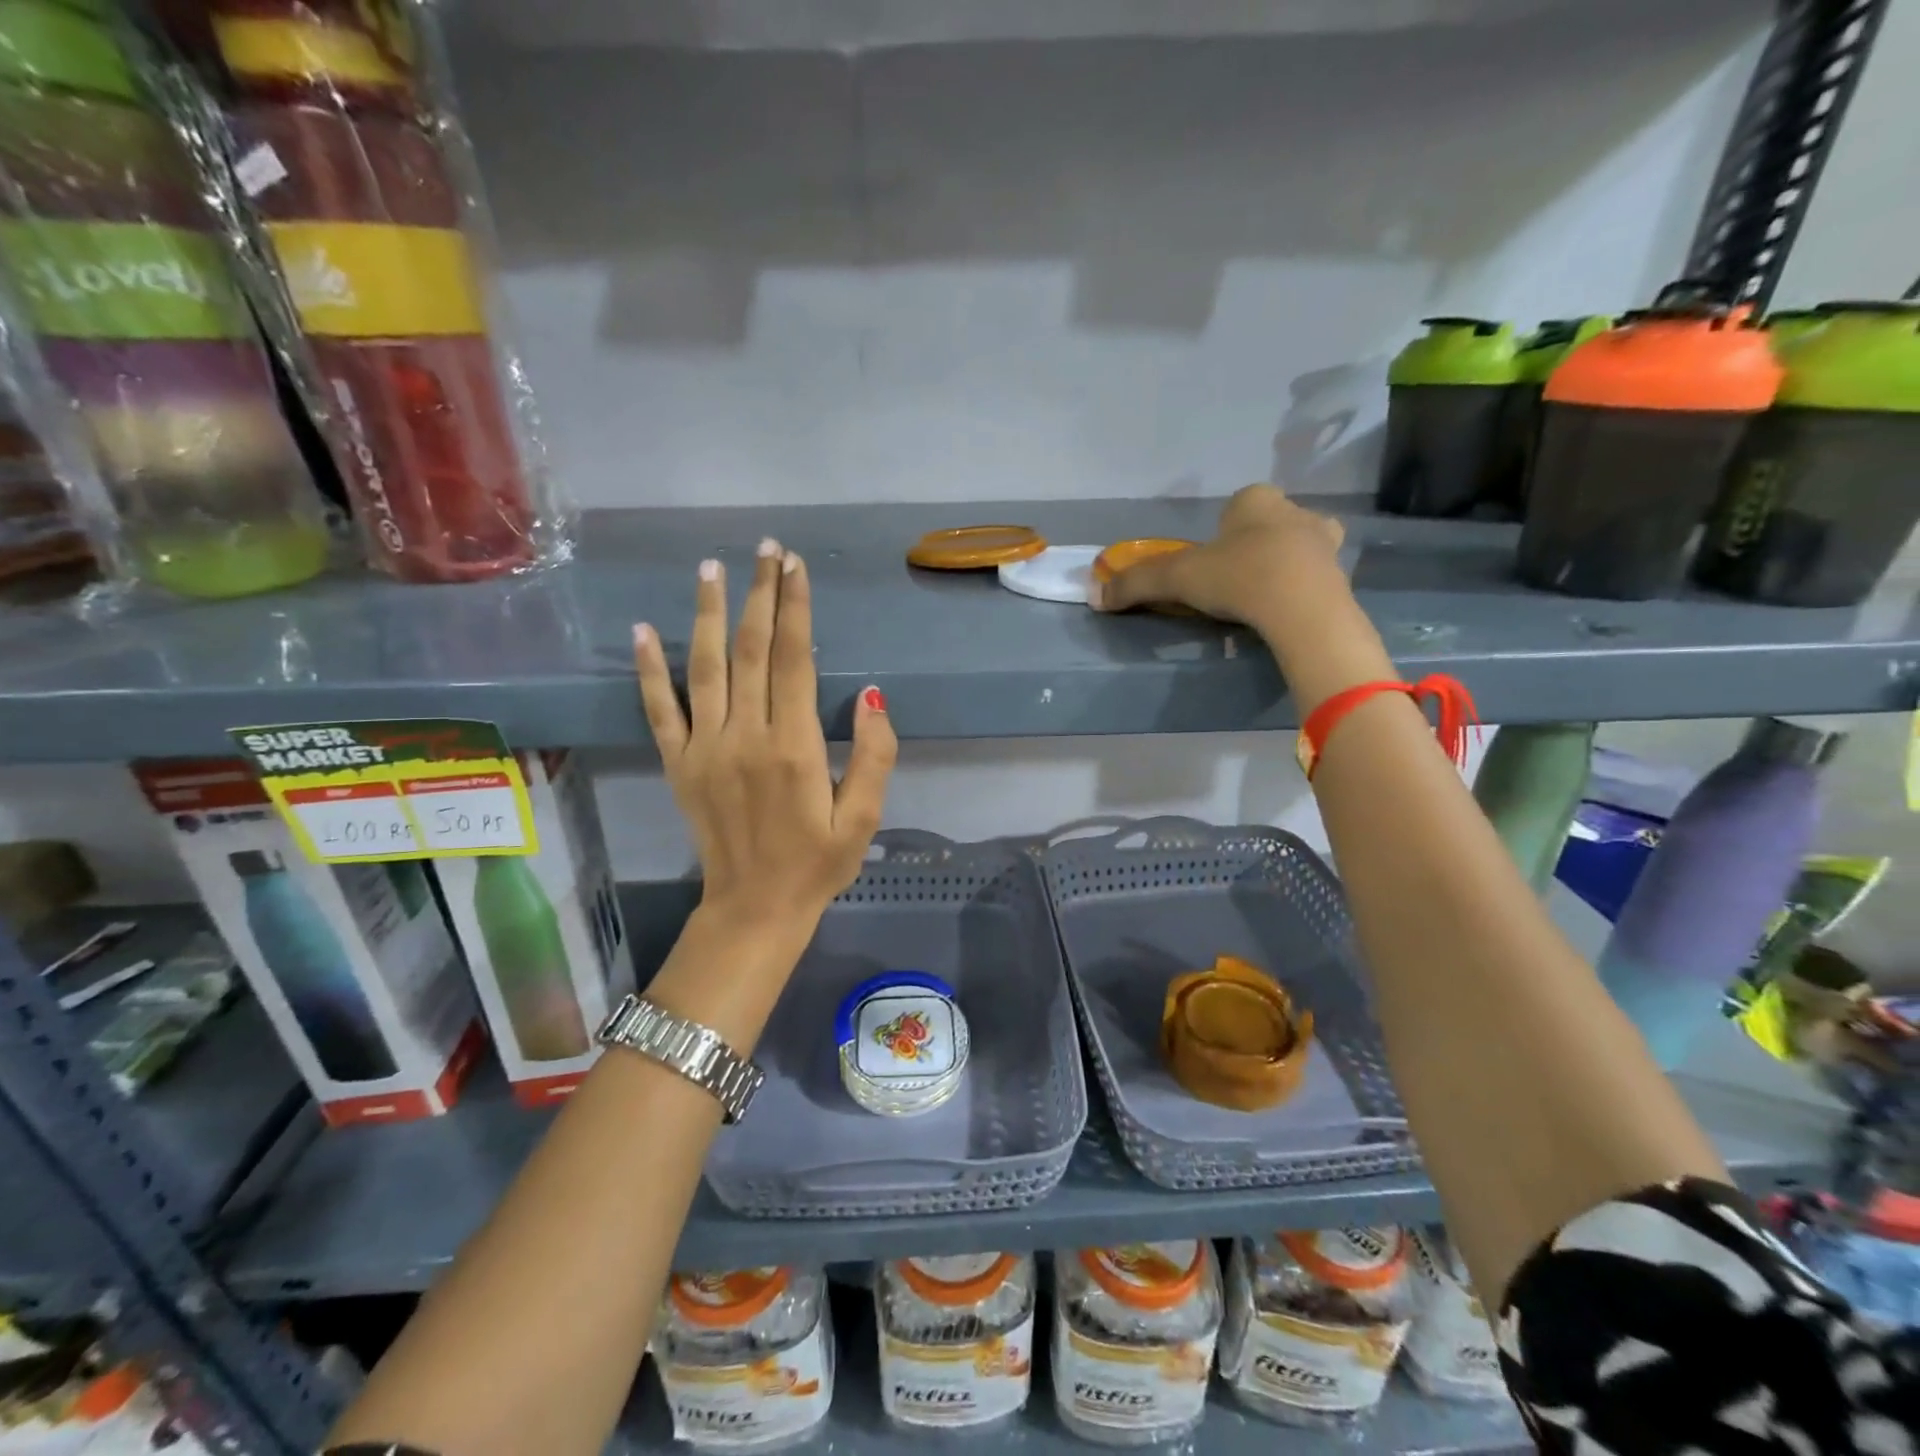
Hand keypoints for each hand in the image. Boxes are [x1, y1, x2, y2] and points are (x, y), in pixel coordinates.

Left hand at [633, 539, 896, 933]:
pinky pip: (660, 709)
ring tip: (713, 568)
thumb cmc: (817, 863)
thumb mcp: (864, 818)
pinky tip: (643, 630)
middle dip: (760, 594)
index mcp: (793, 747)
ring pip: (704, 666)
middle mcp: (744, 736)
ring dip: (709, 613)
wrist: (754, 909)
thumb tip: (872, 697)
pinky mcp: (679, 764)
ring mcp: (704, 748)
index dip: (795, 609)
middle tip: (766, 549)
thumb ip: (874, 755)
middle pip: (750, 650)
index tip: (796, 566)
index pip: (793, 660)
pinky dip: (649, 669)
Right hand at [1090, 484, 1345, 629]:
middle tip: (1234, 580)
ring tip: (1260, 599)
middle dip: (1253, 546)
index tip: (1210, 562)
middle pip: (1268, 525)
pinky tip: (1284, 612)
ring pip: (1296, 547)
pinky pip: (1314, 578)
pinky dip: (1299, 590)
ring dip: (1279, 566)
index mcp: (1256, 500)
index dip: (1220, 532)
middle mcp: (1295, 511)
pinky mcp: (1341, 576)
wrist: (1302, 608)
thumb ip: (1135, 584)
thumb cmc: (1238, 577)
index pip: (1235, 506)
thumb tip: (1094, 597)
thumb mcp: (1176, 579)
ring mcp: (1324, 543)